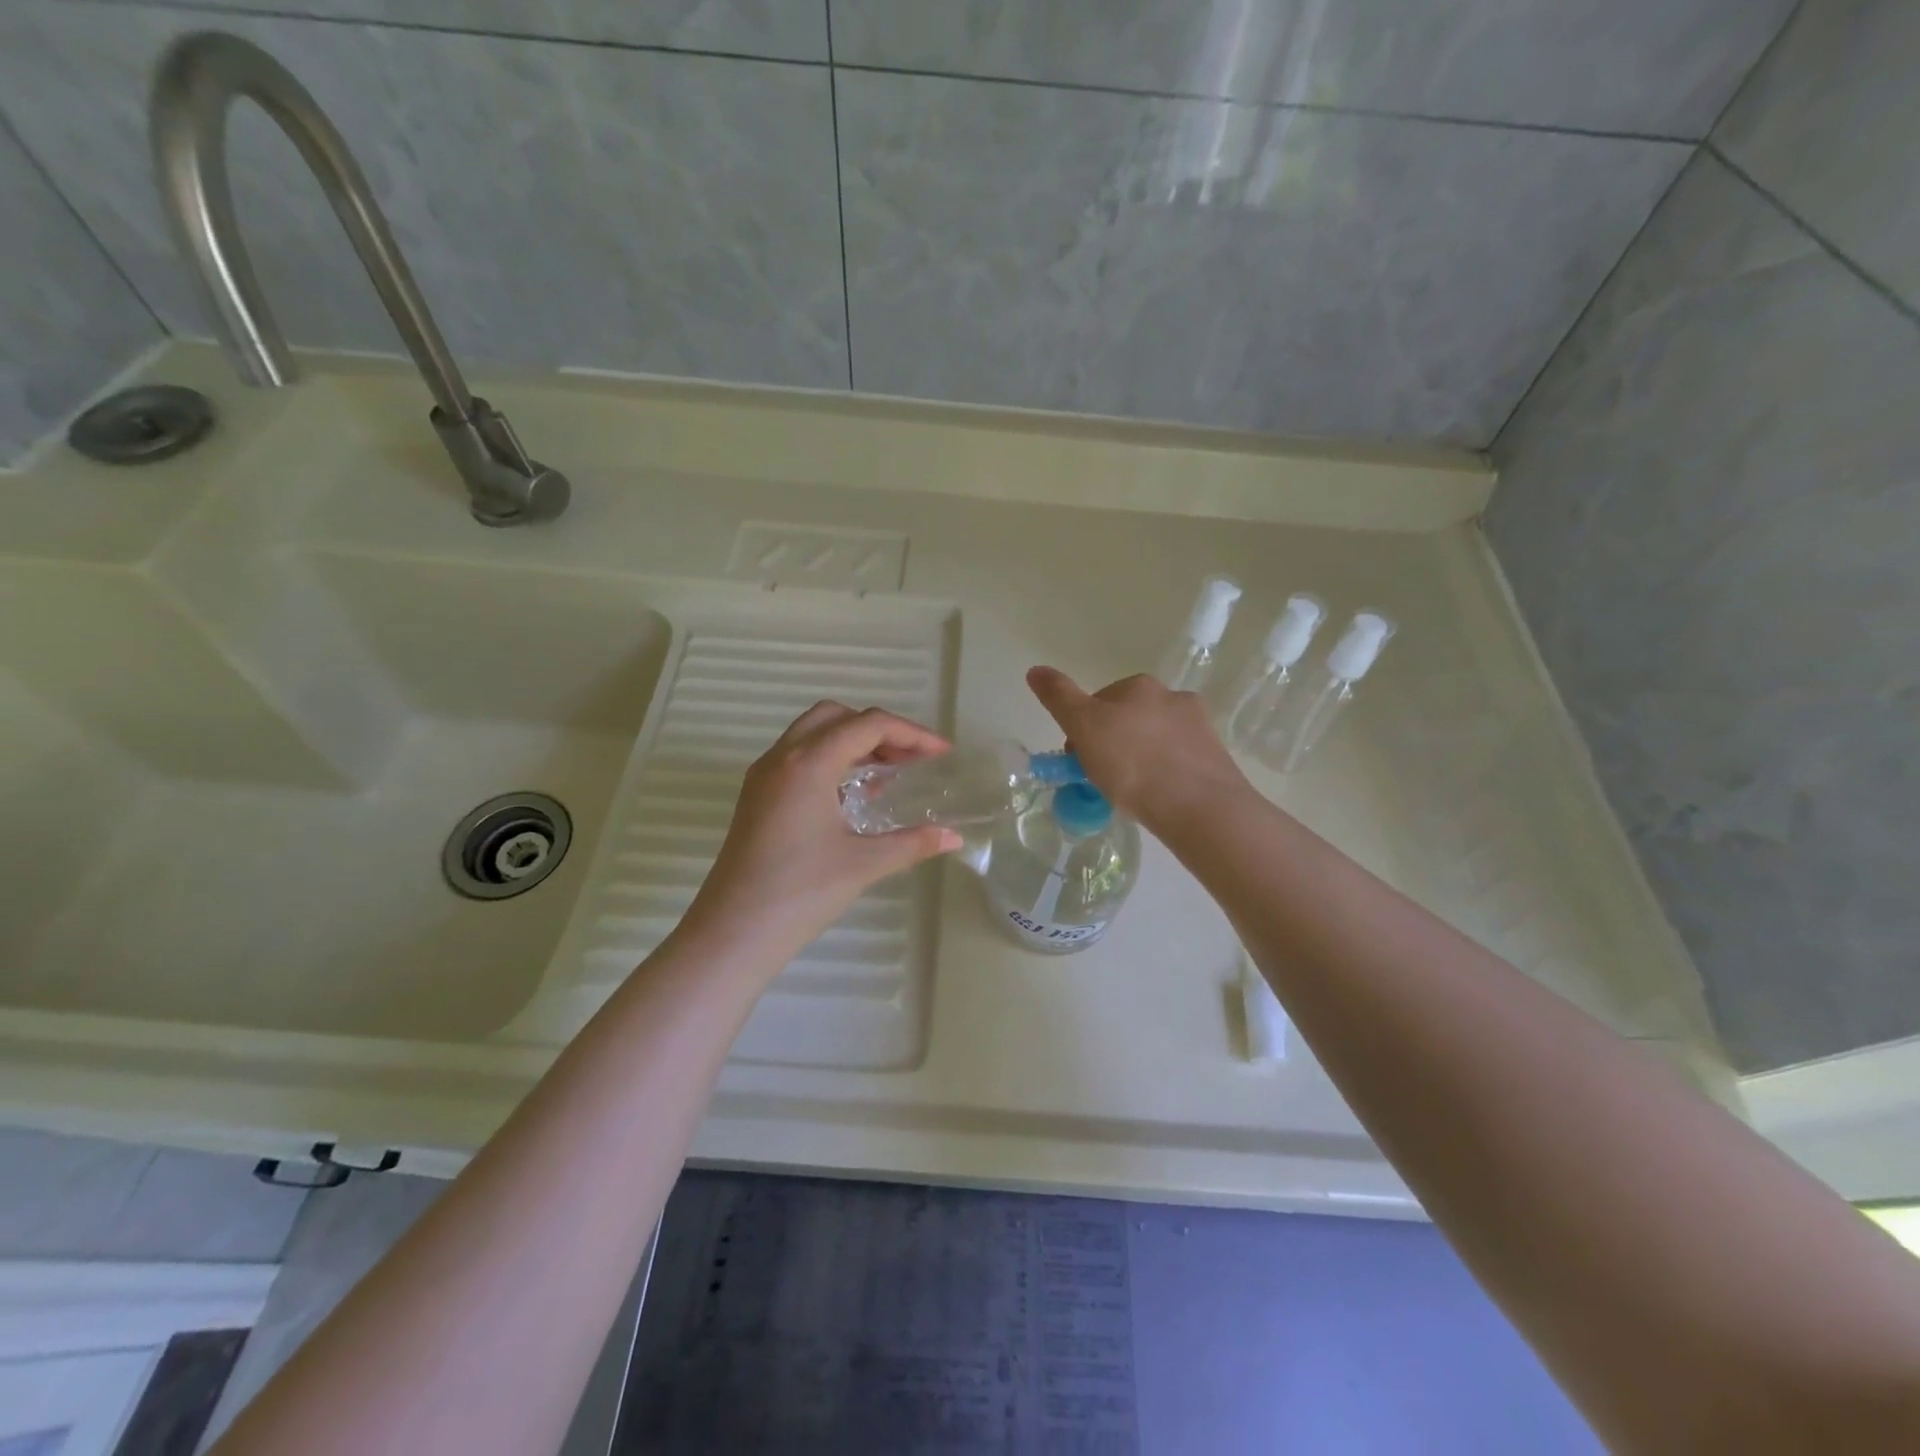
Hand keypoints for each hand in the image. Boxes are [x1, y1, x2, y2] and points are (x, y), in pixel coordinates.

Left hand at [687, 701, 961, 955]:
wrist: (733, 932)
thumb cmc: (801, 893)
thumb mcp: (864, 864)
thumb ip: (913, 843)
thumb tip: (954, 838)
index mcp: (808, 763)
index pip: (868, 725)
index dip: (911, 734)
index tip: (941, 755)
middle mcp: (782, 757)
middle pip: (836, 716)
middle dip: (879, 730)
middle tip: (910, 759)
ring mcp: (764, 776)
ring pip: (813, 734)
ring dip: (853, 743)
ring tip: (889, 774)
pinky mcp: (757, 796)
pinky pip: (798, 757)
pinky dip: (831, 760)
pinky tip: (853, 796)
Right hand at [1026, 667, 1248, 829]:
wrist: (1199, 805)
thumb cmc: (1132, 763)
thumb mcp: (1083, 726)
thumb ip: (1058, 697)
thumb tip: (1034, 669)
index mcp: (1139, 686)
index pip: (1099, 702)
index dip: (1083, 731)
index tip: (1078, 761)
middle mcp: (1172, 697)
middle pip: (1128, 719)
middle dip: (1113, 743)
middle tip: (1102, 779)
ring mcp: (1198, 727)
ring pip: (1155, 740)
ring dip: (1140, 758)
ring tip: (1132, 793)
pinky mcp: (1215, 757)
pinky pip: (1178, 761)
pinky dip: (1165, 774)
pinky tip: (1159, 797)